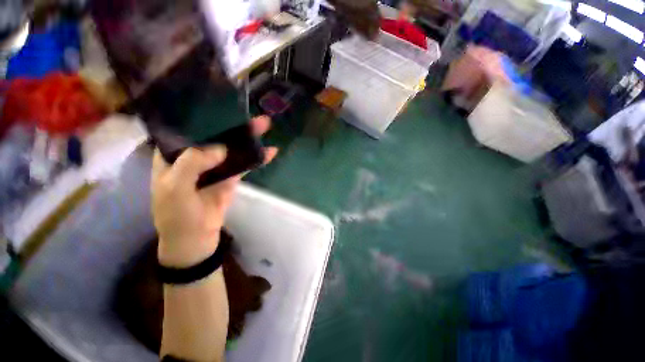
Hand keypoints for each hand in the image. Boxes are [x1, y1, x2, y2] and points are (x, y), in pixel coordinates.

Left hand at [152, 116, 277, 266]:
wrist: (195, 238)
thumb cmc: (176, 214)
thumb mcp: (175, 188)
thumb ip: (193, 164)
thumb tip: (221, 148)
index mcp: (173, 155)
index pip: (186, 129)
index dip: (202, 116)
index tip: (218, 103)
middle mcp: (195, 158)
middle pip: (216, 136)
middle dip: (233, 125)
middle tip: (249, 113)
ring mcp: (216, 168)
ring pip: (233, 149)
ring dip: (248, 139)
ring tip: (264, 125)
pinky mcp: (230, 178)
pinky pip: (244, 165)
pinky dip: (256, 158)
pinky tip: (269, 152)